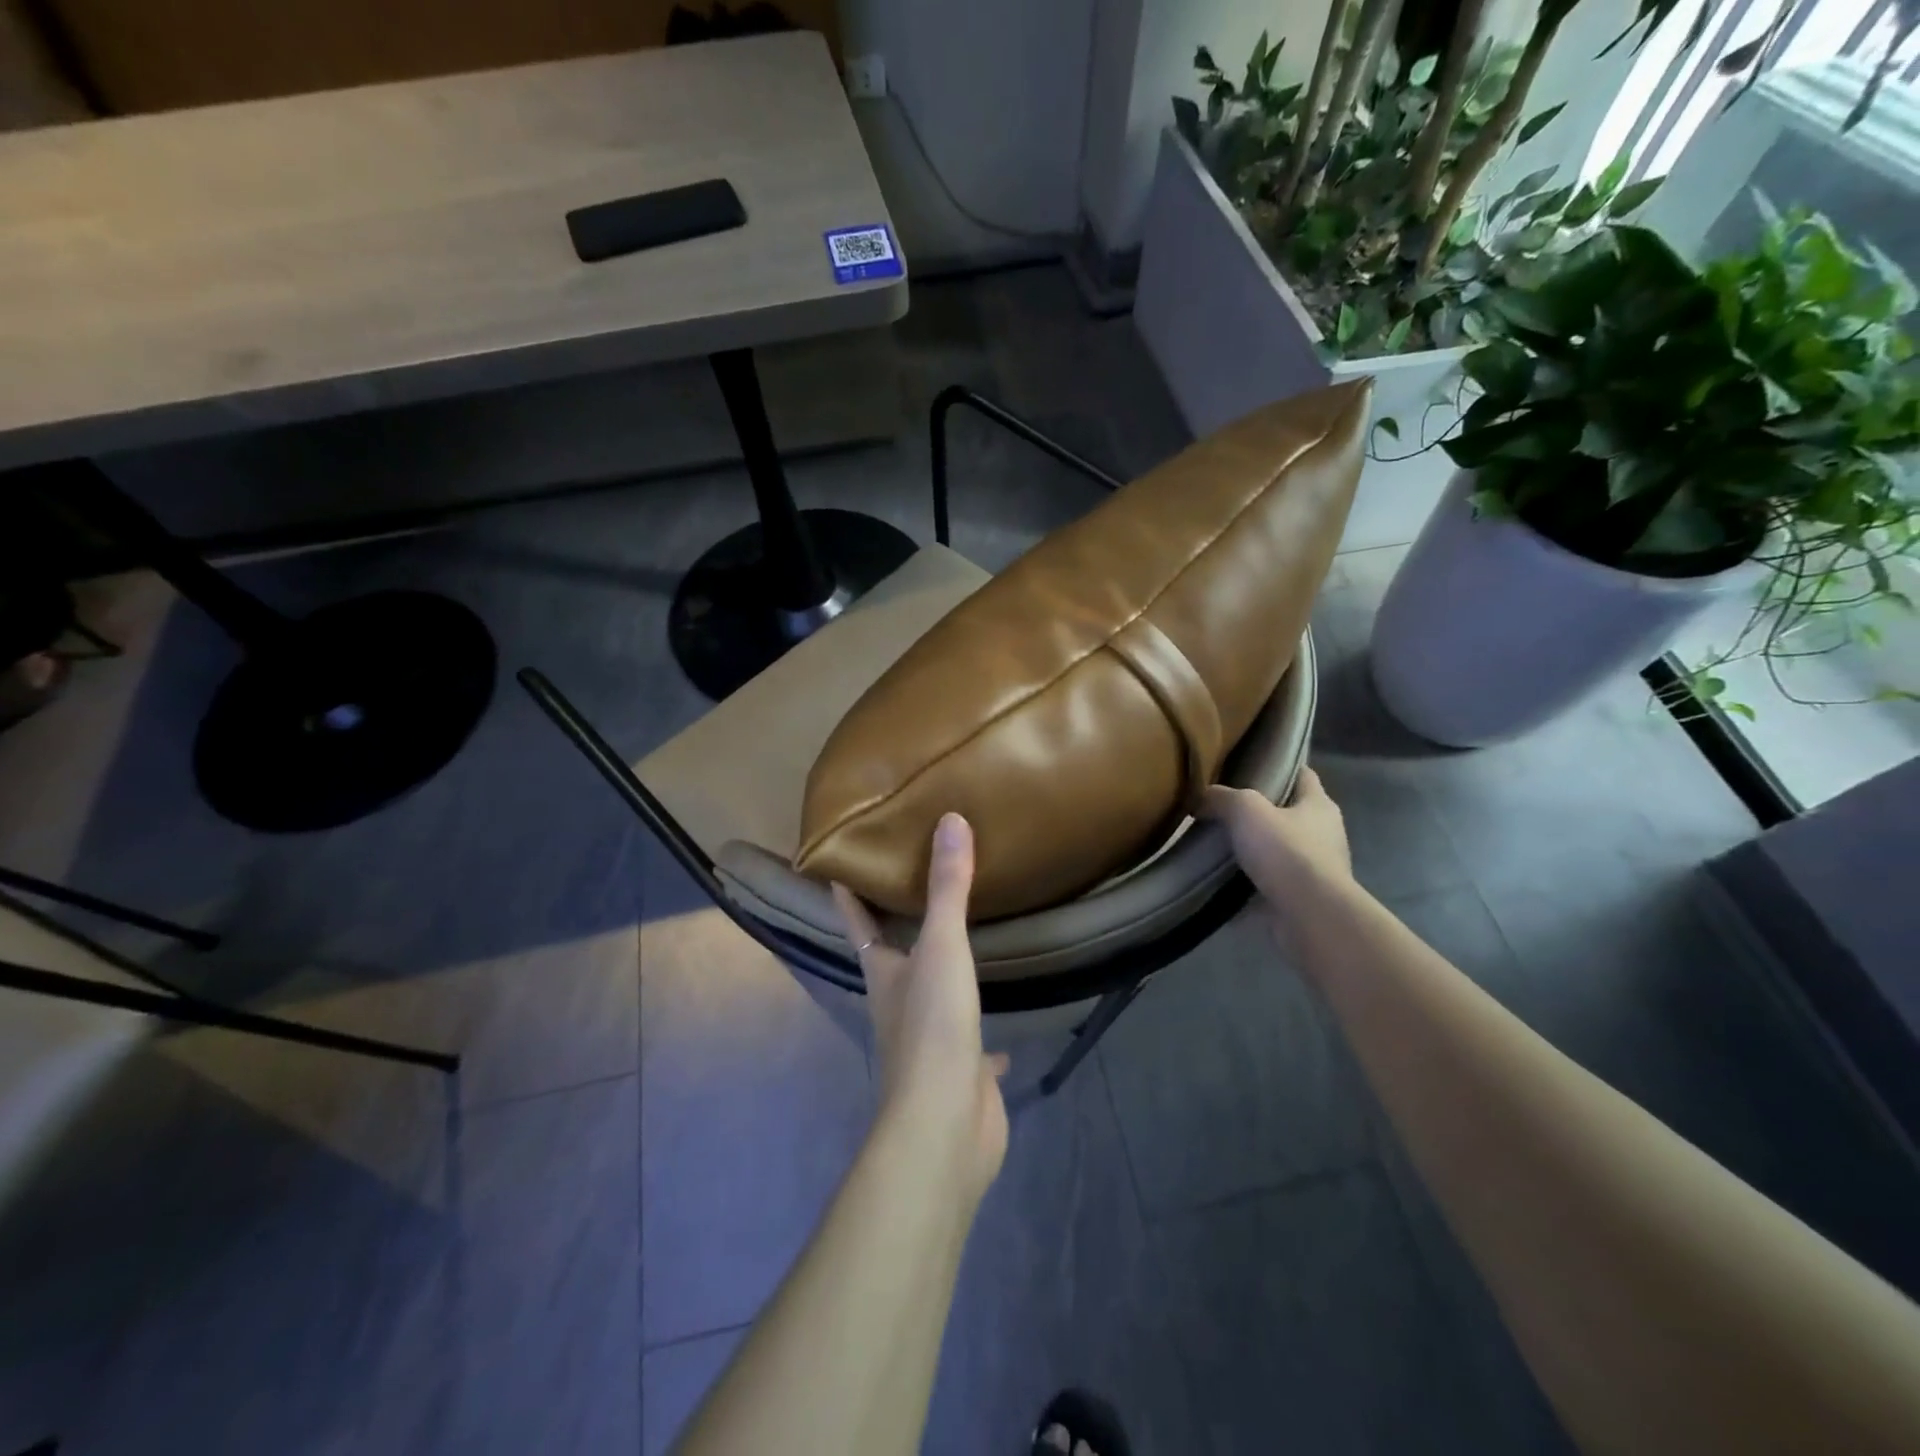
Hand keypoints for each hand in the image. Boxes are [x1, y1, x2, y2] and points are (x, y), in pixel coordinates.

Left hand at [832, 814, 1008, 1199]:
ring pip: (930, 997)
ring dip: (939, 975)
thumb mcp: (941, 947)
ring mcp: (928, 1041)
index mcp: (883, 973)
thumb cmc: (932, 1027)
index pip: (859, 922)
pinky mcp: (961, 1071)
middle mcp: (898, 1004)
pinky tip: (1003, 1036)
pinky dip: (984, 1037)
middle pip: (891, 957)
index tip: (838, 865)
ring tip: (959, 946)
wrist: (944, 1125)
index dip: (847, 894)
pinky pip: (972, 1044)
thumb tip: (950, 820)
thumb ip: (948, 888)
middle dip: (898, 929)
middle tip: (916, 889)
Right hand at [1204, 766, 1353, 949]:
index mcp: (1319, 805)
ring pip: (1280, 851)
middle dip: (1262, 812)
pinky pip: (1271, 885)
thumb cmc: (1286, 851)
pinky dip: (1251, 884)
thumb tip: (1201, 798)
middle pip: (1291, 813)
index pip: (1304, 775)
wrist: (1310, 915)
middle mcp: (1325, 834)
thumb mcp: (1246, 810)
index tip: (1252, 765)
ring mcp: (1317, 870)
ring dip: (1256, 851)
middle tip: (1225, 809)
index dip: (1281, 767)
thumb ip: (1222, 798)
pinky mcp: (1304, 899)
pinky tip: (1222, 883)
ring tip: (1219, 847)